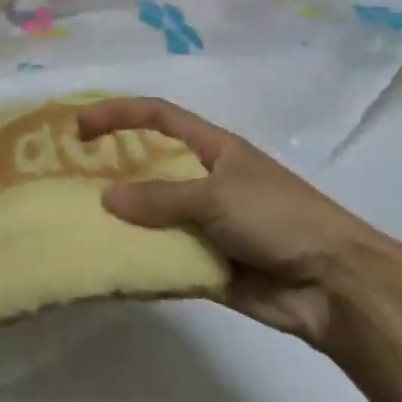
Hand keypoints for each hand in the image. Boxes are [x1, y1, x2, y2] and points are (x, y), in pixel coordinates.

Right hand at [76, 97, 392, 347]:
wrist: (334, 286)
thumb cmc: (279, 219)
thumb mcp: (217, 197)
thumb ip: (160, 198)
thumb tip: (107, 198)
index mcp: (213, 149)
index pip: (158, 117)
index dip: (118, 115)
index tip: (80, 129)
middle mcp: (204, 181)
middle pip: (149, 168)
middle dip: (111, 172)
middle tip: (67, 183)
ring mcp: (204, 224)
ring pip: (152, 217)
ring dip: (121, 223)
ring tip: (77, 227)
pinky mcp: (205, 264)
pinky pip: (163, 258)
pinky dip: (139, 263)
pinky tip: (108, 268)